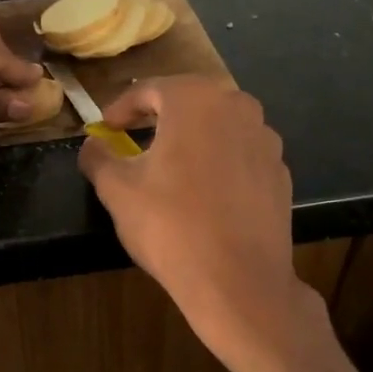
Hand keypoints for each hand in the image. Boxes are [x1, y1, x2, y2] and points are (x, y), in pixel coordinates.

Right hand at [79, 77, 322, 370]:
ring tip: (169, 168)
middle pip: (188, 102)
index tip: (104, 129)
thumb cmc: (170, 226)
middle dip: (158, 118)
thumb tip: (92, 144)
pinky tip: (203, 194)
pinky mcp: (280, 172)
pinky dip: (217, 163)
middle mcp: (238, 107)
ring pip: (217, 127)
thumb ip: (98, 157)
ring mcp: (266, 139)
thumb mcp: (117, 190)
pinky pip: (239, 155)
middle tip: (133, 140)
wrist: (238, 281)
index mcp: (196, 100)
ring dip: (190, 139)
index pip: (149, 90)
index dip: (120, 109)